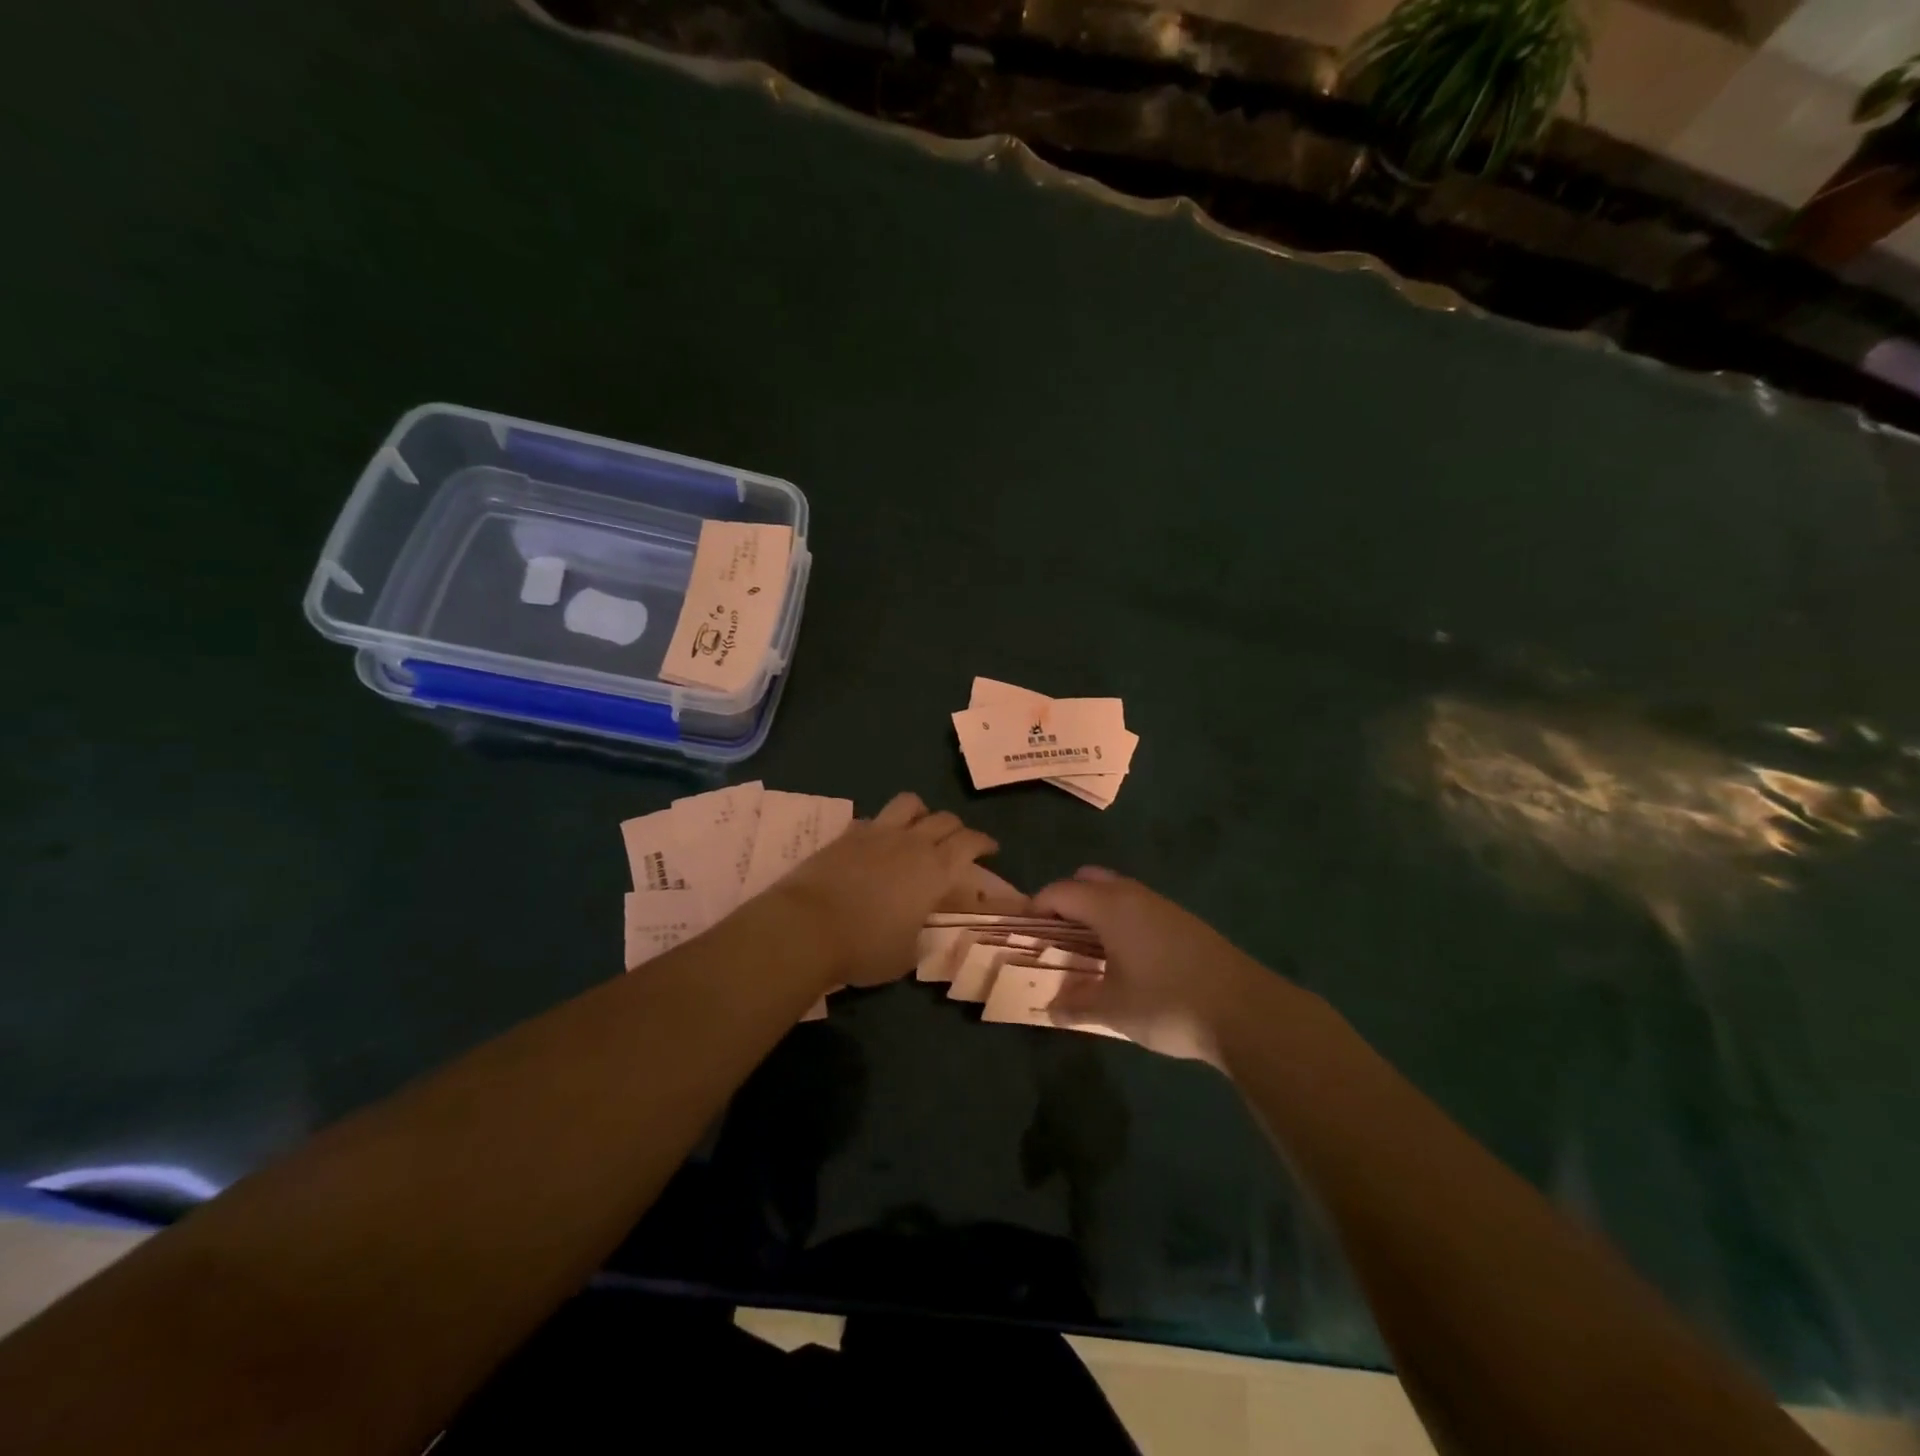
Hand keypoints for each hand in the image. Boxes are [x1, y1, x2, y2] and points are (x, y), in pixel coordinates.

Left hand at [770, 793, 998, 986]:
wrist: (806, 926)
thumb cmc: (865, 947)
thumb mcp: (906, 954)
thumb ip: (921, 936)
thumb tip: (922, 930)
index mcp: (935, 870)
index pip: (970, 843)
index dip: (984, 842)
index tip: (990, 849)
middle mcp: (912, 842)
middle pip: (945, 818)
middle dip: (957, 828)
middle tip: (958, 843)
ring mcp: (878, 833)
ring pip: (910, 803)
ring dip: (921, 813)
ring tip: (918, 829)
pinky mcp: (847, 834)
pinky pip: (874, 818)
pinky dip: (883, 826)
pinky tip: (877, 843)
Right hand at [1034, 867, 1281, 1065]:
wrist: (1246, 1011)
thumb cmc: (1167, 1003)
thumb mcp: (1113, 1010)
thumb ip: (1076, 1005)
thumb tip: (1050, 1009)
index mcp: (1110, 906)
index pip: (1060, 892)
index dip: (1037, 908)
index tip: (1026, 933)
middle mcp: (1134, 895)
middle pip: (1089, 881)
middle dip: (1067, 902)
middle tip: (1057, 937)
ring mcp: (1163, 906)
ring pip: (1117, 893)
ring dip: (1096, 912)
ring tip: (1089, 951)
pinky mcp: (1185, 922)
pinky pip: (1139, 908)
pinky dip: (1122, 922)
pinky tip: (1128, 959)